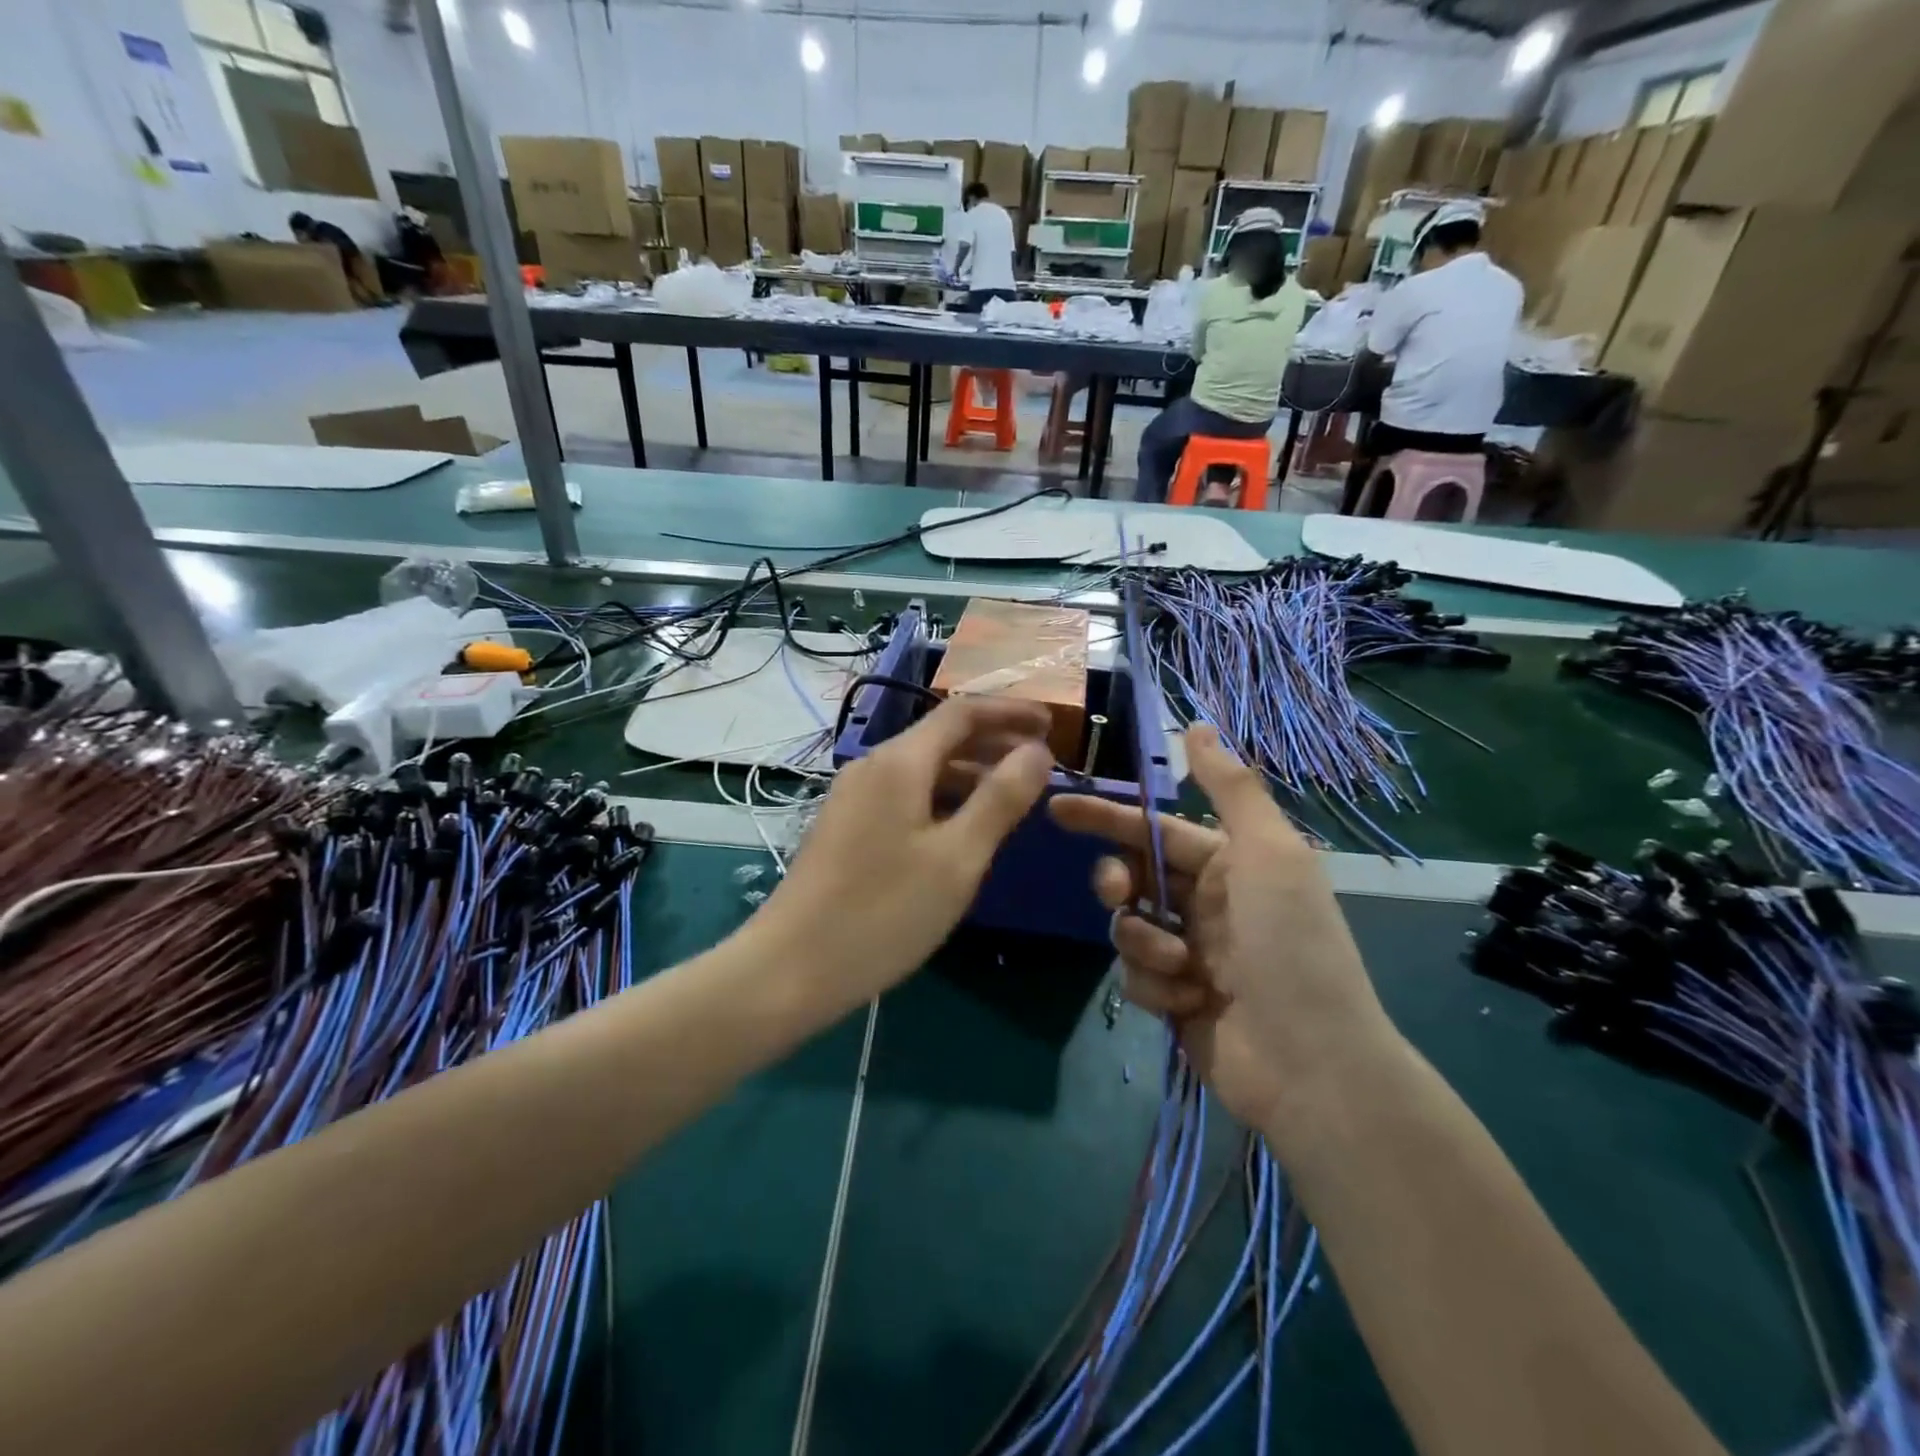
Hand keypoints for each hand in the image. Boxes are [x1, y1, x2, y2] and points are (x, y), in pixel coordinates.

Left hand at [754, 696, 1053, 1016]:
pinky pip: (906, 795)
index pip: (962, 713)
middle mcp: (872, 767)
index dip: (1010, 713)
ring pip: (923, 769)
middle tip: (1042, 765)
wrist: (791, 968)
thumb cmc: (883, 912)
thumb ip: (1001, 799)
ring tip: (1012, 798)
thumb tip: (1037, 751)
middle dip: (994, 743)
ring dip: (970, 774)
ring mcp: (854, 797)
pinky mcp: (846, 827)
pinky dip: (943, 799)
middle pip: (941, 737)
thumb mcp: (958, 858)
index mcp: (899, 762)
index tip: (1054, 725)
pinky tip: (963, 829)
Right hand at [1050, 724, 1399, 1135]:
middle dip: (1117, 881)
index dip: (1107, 816)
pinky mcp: (1176, 999)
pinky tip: (1188, 1004)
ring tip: (1179, 968)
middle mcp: (1207, 903)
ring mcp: (1189, 953)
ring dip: (1145, 942)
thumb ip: (1230, 789)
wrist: (1310, 1064)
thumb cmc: (1290, 946)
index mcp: (1229, 865)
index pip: (1154, 829)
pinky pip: (1136, 976)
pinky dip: (1155, 985)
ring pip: (1128, 927)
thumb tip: (1198, 724)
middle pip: (1133, 875)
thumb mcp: (1270, 853)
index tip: (1057, 808)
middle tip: (1117, 893)